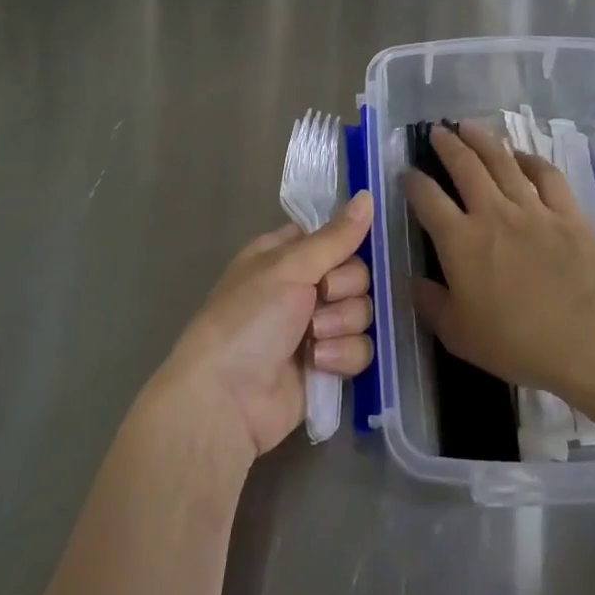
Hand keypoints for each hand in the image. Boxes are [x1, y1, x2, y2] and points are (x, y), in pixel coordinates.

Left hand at [149, 192, 375, 464]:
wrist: (226, 399)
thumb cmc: (248, 319)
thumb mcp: (289, 268)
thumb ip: (335, 237)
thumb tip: (367, 195)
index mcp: (285, 255)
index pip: (333, 238)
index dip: (342, 248)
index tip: (336, 257)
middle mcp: (302, 287)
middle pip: (355, 275)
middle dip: (343, 290)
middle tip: (319, 299)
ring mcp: (315, 328)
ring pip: (361, 312)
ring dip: (341, 325)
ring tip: (312, 340)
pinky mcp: (327, 365)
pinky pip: (359, 349)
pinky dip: (342, 356)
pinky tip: (318, 364)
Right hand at [403, 124, 594, 396]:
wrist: (586, 339)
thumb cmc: (516, 342)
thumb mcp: (458, 334)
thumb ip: (430, 303)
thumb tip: (412, 280)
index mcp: (459, 240)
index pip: (427, 198)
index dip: (412, 181)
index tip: (406, 173)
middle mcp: (491, 213)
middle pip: (464, 166)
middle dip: (447, 145)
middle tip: (437, 131)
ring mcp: (532, 208)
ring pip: (502, 161)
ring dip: (482, 140)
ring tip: (469, 126)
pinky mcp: (567, 212)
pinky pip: (546, 175)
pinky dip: (531, 160)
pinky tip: (522, 155)